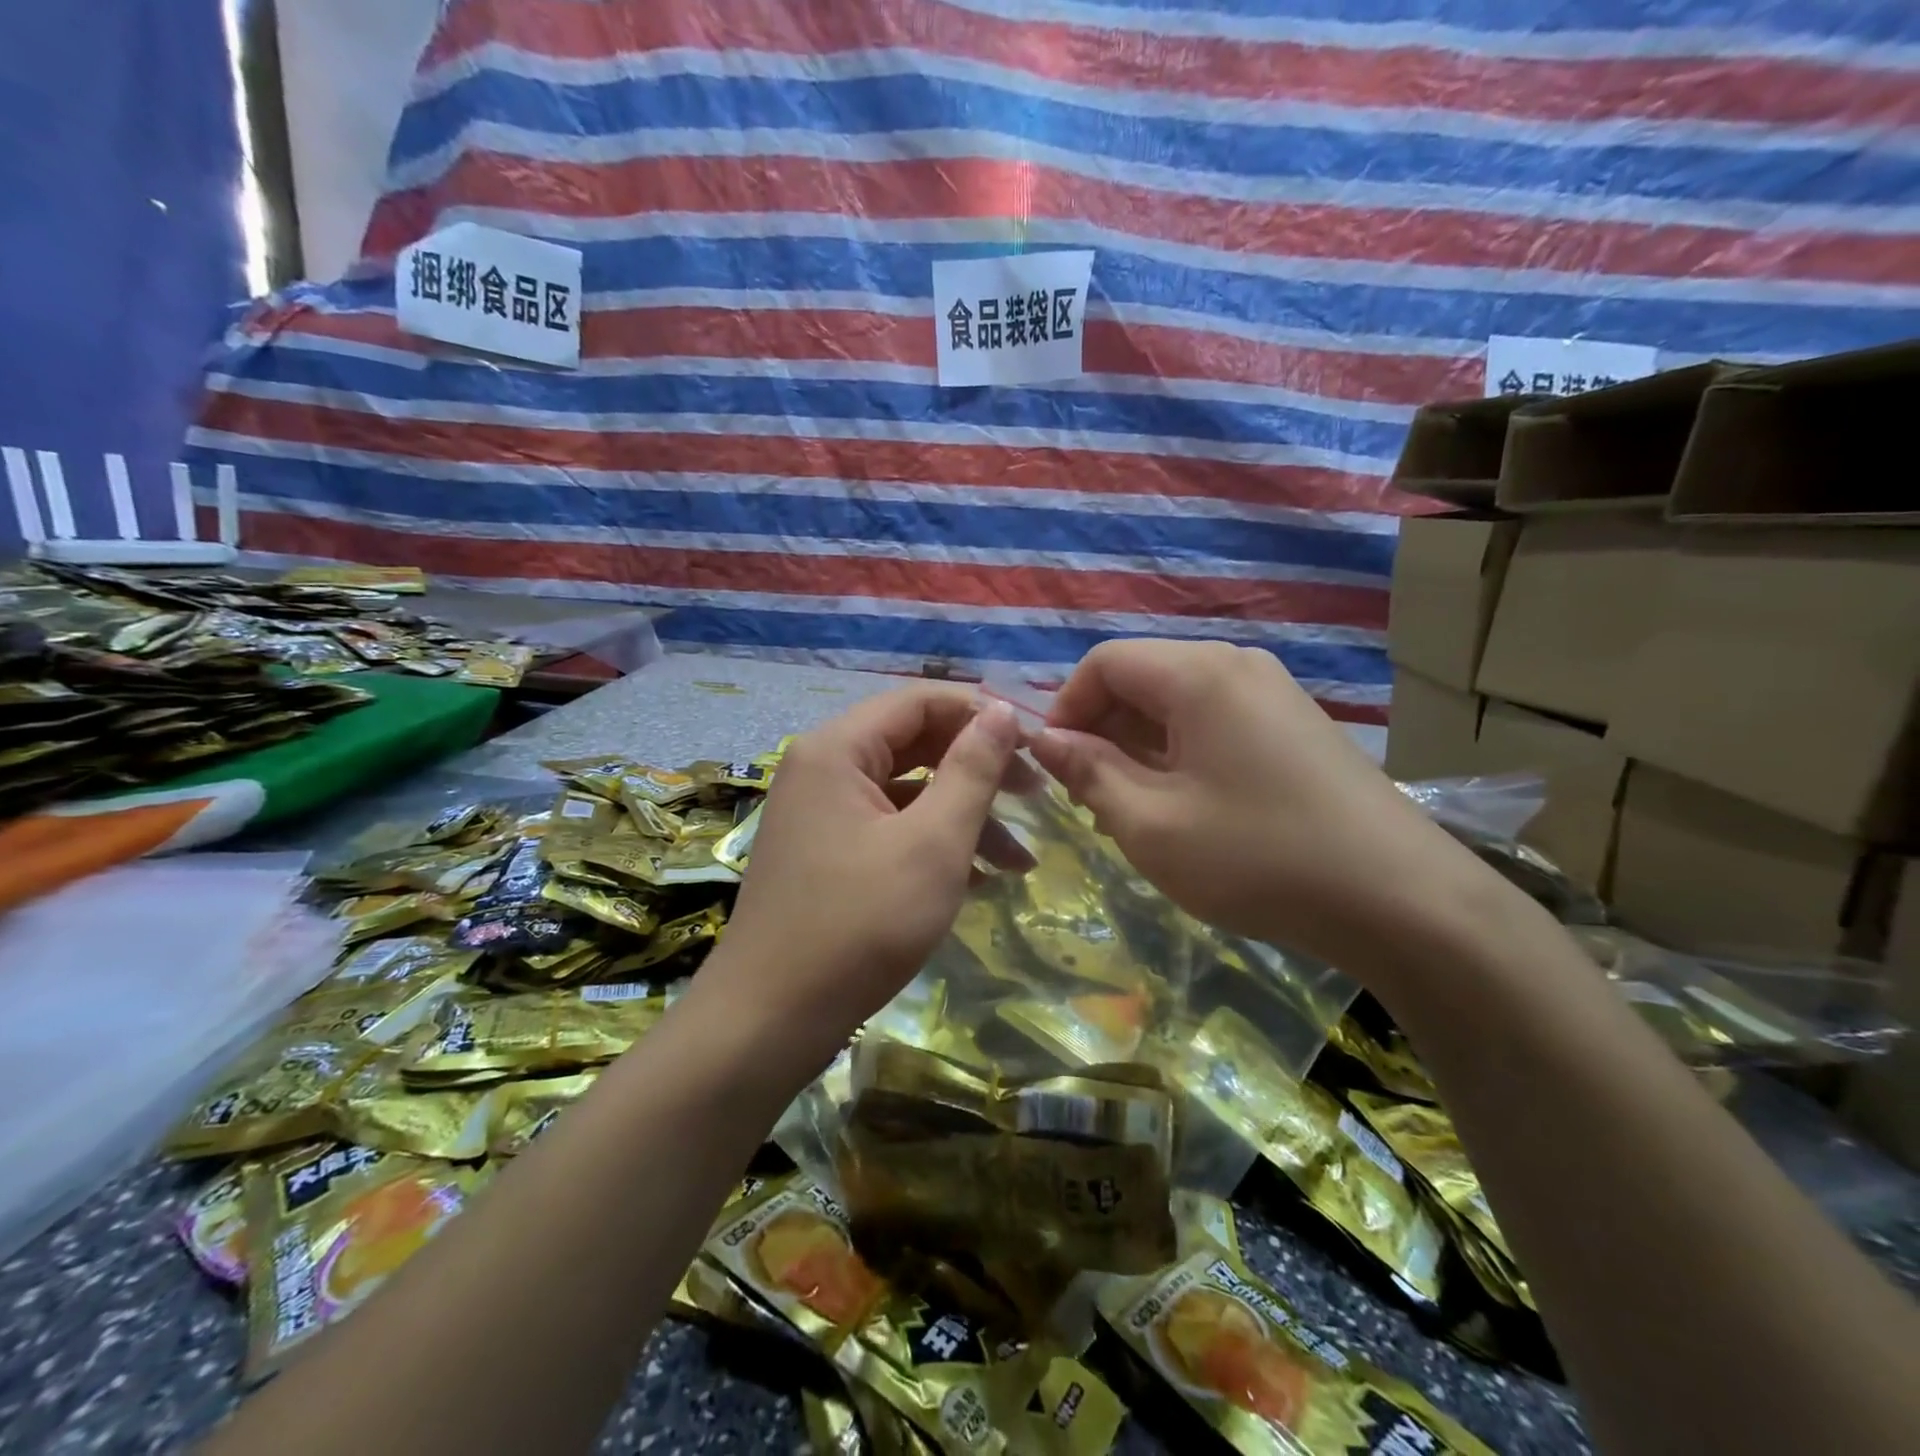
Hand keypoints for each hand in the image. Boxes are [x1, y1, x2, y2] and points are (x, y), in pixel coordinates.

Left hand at [712, 685, 1023, 1055]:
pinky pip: (889, 829)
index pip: (920, 701)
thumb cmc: (859, 924)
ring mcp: (822, 815)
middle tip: (1036, 795)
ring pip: (907, 793)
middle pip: (914, 744)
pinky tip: (979, 880)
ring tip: (1019, 861)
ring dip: (964, 818)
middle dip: (978, 769)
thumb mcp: (932, 843)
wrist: (770, 1020)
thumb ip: (971, 770)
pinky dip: (933, 845)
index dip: (980, 714)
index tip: (1034, 744)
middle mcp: (823, 769)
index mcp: (838, 749)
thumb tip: (1001, 711)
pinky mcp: (827, 855)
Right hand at [1028, 639, 1482, 967]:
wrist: (1402, 901)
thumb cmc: (1258, 858)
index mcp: (1198, 674)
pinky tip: (1186, 809)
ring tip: (1134, 811)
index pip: (1104, 662)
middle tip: (1091, 799)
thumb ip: (1088, 773)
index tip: (1054, 767)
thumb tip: (1044, 740)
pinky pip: (1214, 722)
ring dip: (1139, 748)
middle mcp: (1236, 665)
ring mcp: (1272, 693)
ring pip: (1176, 704)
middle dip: (1102, 732)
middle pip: (1141, 678)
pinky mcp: (1294, 726)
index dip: (1065, 708)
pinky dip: (1180, 755)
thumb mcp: (1151, 824)